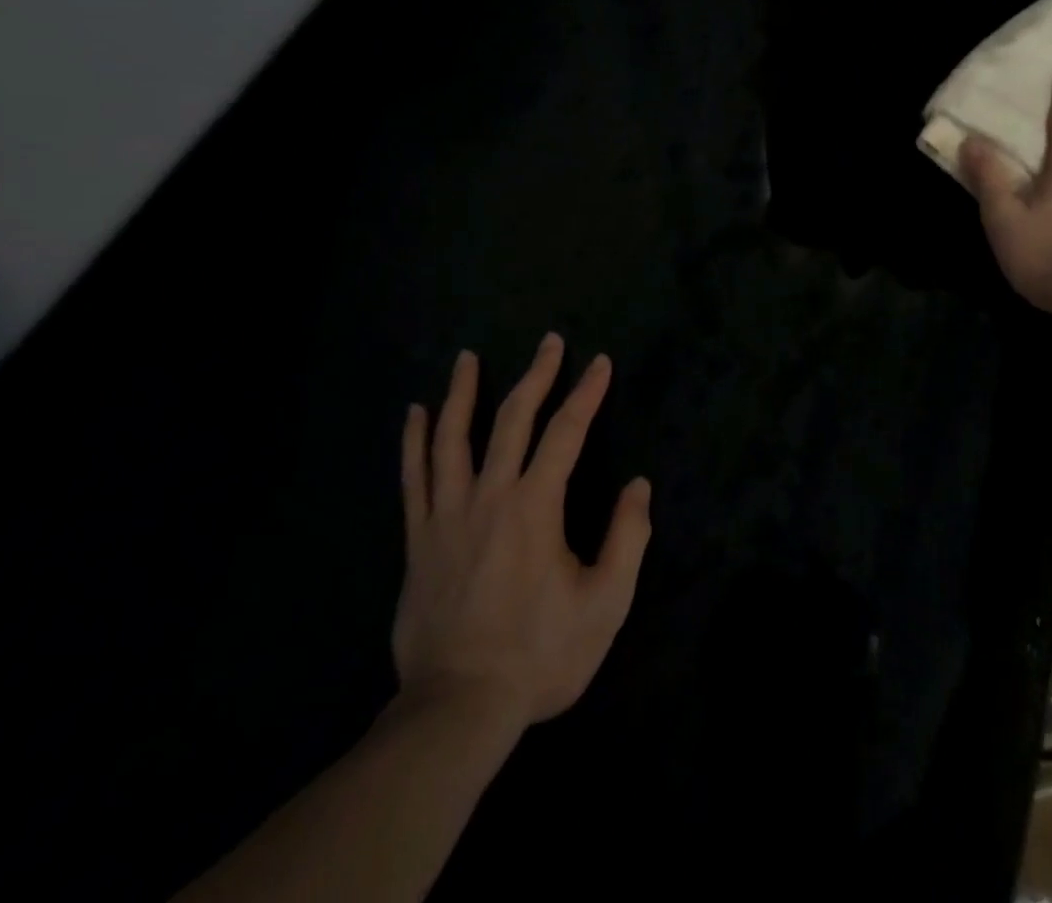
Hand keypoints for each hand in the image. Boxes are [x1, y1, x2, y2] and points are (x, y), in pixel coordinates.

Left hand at [392, 335, 650, 730]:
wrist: (458, 709)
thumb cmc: (540, 655)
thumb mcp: (605, 603)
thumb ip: (627, 538)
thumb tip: (638, 485)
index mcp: (536, 506)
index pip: (566, 432)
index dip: (587, 393)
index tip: (600, 362)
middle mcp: (490, 496)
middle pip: (511, 419)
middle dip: (536, 376)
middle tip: (549, 342)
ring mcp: (447, 515)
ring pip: (451, 437)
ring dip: (462, 393)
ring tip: (467, 358)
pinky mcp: (419, 539)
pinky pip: (413, 478)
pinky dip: (413, 441)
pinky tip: (413, 414)